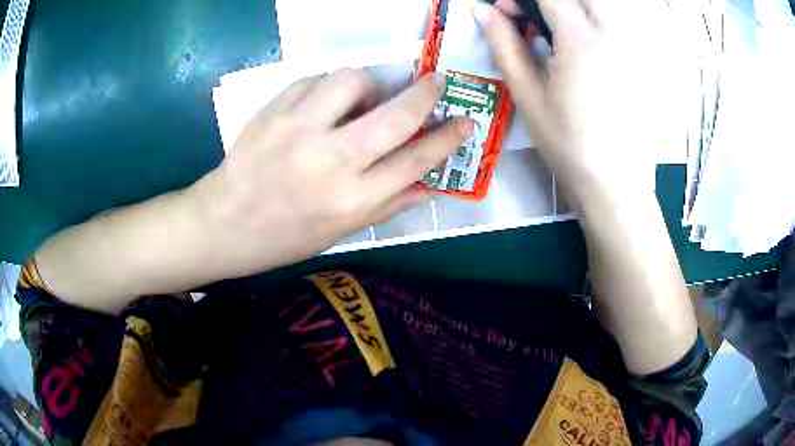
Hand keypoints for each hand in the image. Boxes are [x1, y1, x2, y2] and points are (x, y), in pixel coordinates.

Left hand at [191, 71, 472, 277]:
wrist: (223, 223)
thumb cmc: (285, 237)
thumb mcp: (340, 231)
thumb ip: (387, 205)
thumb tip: (429, 186)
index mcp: (351, 201)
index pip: (415, 162)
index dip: (447, 139)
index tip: (465, 122)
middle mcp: (330, 162)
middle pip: (395, 116)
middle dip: (426, 93)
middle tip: (436, 82)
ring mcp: (298, 131)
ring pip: (352, 81)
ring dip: (368, 85)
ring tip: (360, 101)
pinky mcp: (272, 112)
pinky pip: (313, 80)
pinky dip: (327, 87)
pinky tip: (322, 104)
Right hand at [474, 0, 665, 204]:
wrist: (614, 183)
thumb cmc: (567, 143)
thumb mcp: (527, 94)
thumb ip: (504, 43)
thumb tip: (481, 9)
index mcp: (580, 40)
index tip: (507, 9)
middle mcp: (612, 34)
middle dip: (554, 3)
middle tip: (538, 21)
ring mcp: (632, 48)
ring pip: (601, 8)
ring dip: (575, 12)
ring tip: (559, 35)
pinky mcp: (641, 63)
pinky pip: (618, 26)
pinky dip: (596, 26)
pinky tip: (586, 51)